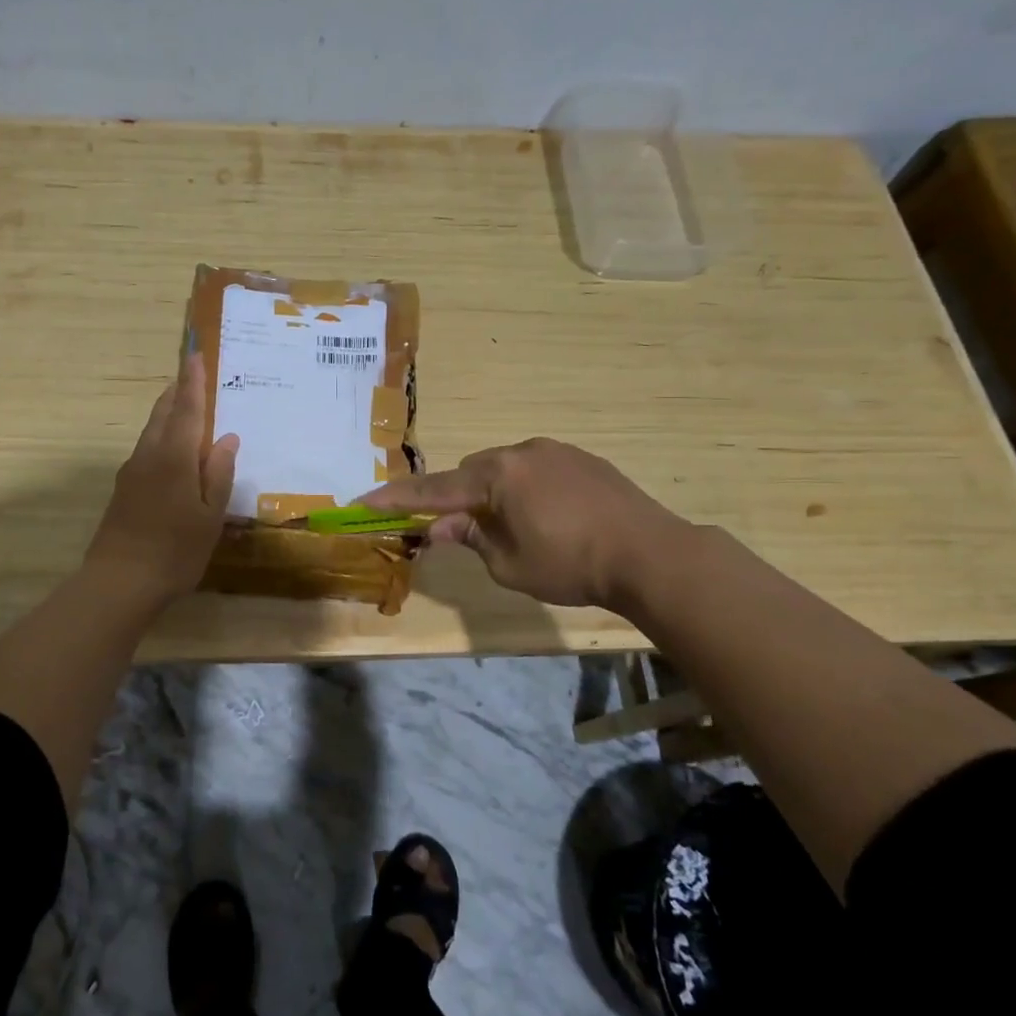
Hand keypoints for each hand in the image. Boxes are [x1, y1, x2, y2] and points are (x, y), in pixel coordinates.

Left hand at [85, 352, 238, 606]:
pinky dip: (161, 437)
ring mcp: (131, 473)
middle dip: (176, 392)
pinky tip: (172, 452)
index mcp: (174, 458)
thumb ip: (218, 474)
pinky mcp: (123, 490)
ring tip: (184, 407)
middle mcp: (149, 456)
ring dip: (167, 413)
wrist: (119, 583)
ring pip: (151, 431)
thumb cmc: (175, 551)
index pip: (185, 409)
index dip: (192, 381)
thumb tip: (226, 438)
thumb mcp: (209, 516)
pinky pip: (146, 450)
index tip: (195, 354)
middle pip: (162, 414)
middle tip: (191, 376)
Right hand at [361, 438, 691, 607]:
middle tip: (464, 530)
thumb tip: (439, 525)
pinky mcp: (583, 458)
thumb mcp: (508, 564)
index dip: (396, 497)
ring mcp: (555, 451)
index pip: (433, 488)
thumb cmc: (571, 564)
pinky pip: (536, 468)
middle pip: (471, 472)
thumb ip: (470, 538)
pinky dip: (526, 488)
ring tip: (517, 528)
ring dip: (495, 492)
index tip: (364, 501)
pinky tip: (550, 517)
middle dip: (460, 497)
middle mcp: (521, 452)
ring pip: (505, 468)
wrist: (651, 553)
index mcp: (496, 476)